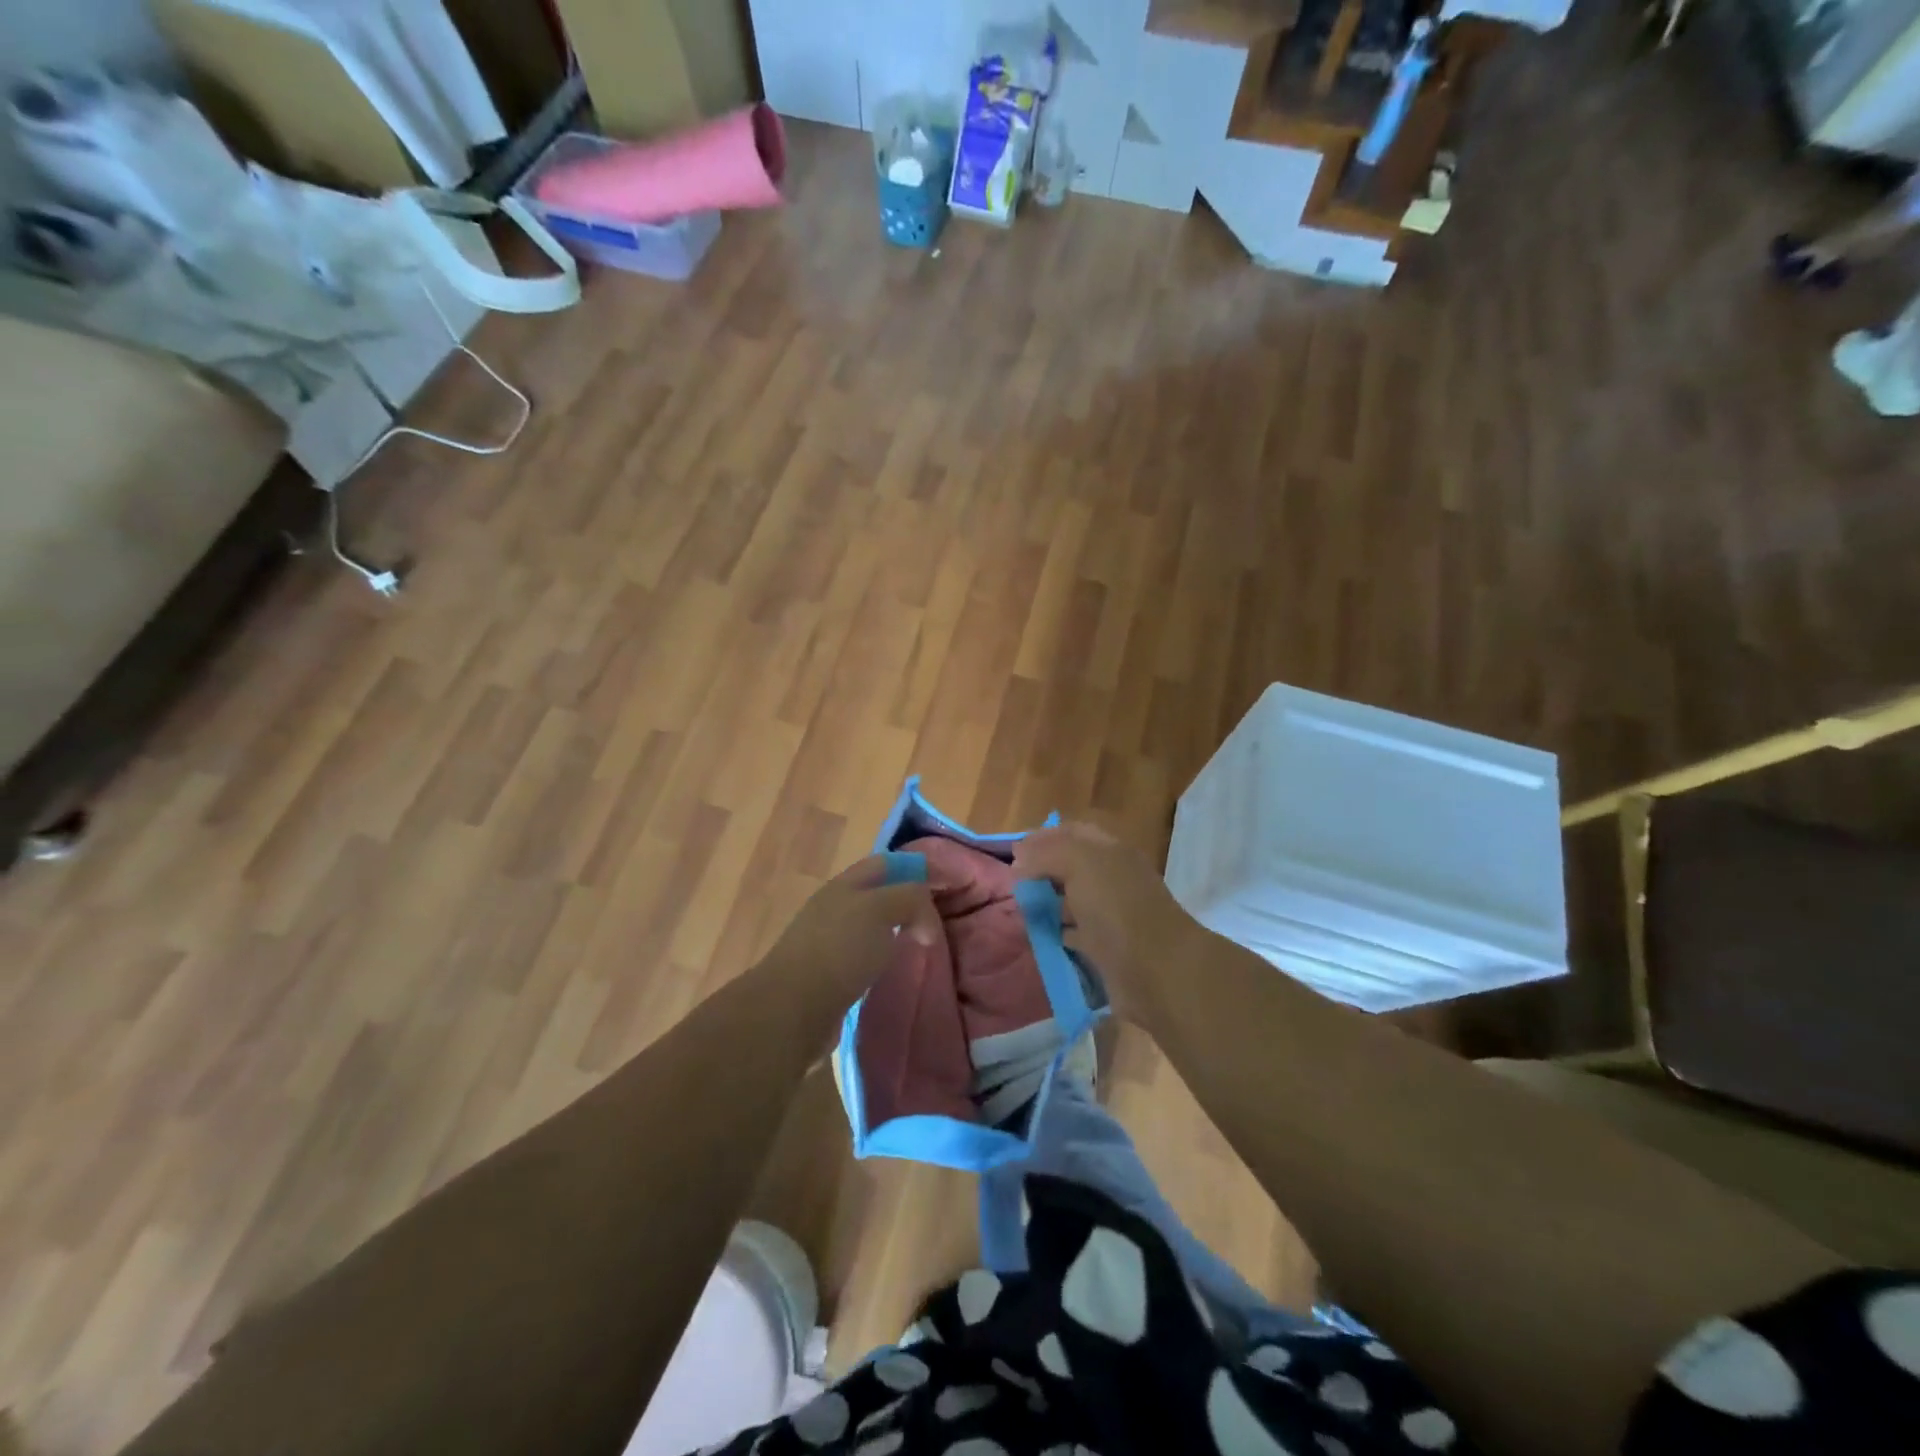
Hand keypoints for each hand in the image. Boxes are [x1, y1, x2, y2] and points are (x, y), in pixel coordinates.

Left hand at [757, 855, 940, 1018]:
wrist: (792, 1008)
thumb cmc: (839, 949)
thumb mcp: (882, 910)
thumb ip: (911, 900)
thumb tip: (925, 924)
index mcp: (844, 885)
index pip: (885, 864)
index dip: (915, 869)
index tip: (944, 887)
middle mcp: (834, 907)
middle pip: (878, 895)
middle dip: (906, 903)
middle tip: (937, 922)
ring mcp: (828, 942)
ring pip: (871, 927)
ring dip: (895, 933)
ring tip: (920, 948)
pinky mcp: (828, 975)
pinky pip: (863, 957)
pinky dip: (882, 960)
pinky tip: (893, 972)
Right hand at [1013, 822, 1200, 1028]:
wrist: (1155, 970)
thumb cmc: (1117, 907)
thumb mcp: (1079, 863)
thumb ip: (1047, 853)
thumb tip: (1020, 858)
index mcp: (1111, 851)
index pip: (1073, 832)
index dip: (1044, 837)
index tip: (1014, 852)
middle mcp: (1113, 878)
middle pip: (1071, 866)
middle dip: (1042, 871)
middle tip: (1014, 883)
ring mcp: (1111, 914)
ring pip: (1072, 900)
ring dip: (1047, 902)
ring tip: (1020, 909)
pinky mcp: (1107, 947)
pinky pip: (1075, 933)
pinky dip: (1056, 932)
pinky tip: (1039, 935)